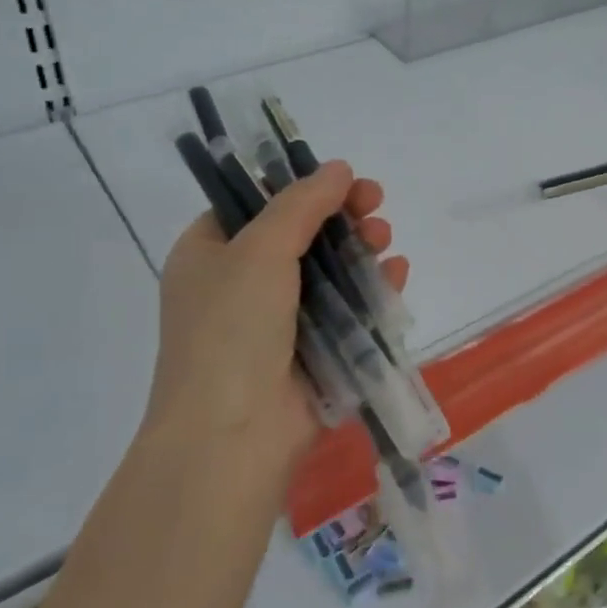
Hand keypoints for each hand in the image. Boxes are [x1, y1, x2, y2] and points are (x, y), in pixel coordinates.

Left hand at [147, 161, 408, 479]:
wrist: (231, 439)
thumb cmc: (231, 331)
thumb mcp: (259, 251)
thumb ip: (300, 204)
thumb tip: (337, 168)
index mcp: (210, 254)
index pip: (255, 204)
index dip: (300, 186)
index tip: (341, 179)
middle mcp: (239, 285)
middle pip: (299, 235)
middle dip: (341, 217)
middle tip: (375, 204)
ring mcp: (277, 323)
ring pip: (328, 272)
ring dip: (359, 250)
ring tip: (385, 240)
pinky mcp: (312, 354)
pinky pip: (346, 311)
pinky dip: (371, 290)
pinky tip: (396, 274)